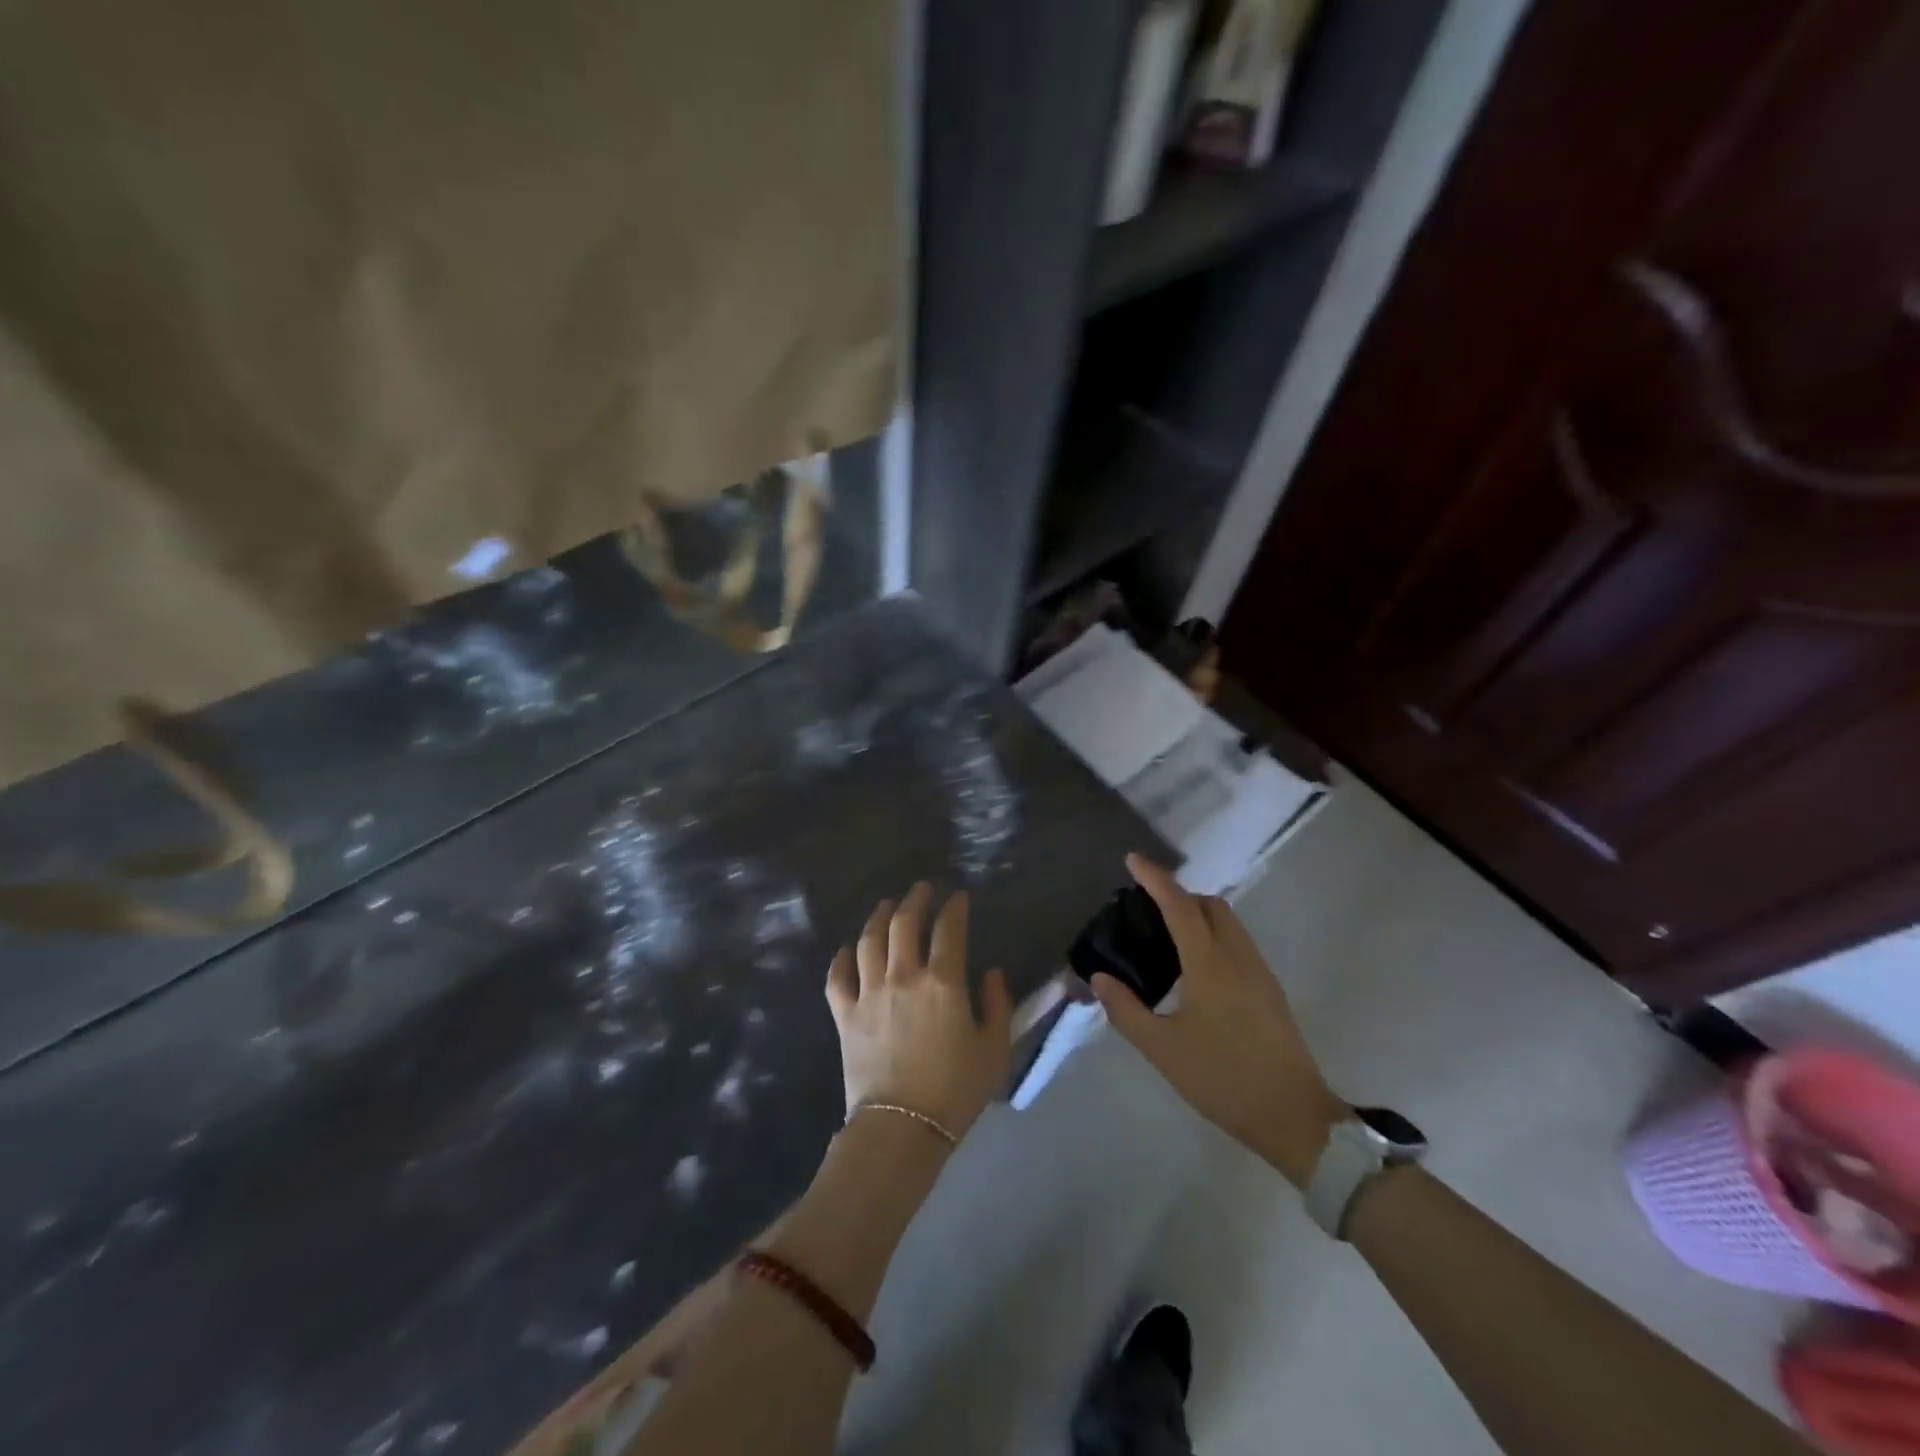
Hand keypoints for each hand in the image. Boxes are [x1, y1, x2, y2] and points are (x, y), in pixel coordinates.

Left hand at [826, 884, 1012, 1140]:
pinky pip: (837, 977)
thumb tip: (992, 973)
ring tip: (887, 906)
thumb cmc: (955, 1090)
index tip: (959, 898)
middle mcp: (903, 977)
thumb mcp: (994, 1049)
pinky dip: (841, 958)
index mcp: (943, 983)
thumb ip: (998, 1005)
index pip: (949, 929)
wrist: (901, 1128)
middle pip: (904, 923)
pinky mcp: (844, 1014)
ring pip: (869, 940)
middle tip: (922, 890)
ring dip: (879, 917)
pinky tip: (847, 949)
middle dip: (915, 900)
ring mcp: (869, 993)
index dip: (955, 908)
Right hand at [1090, 855, 1346, 1185]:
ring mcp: (1260, 973)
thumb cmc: (1223, 1079)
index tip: (1133, 860)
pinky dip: (1213, 935)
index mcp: (1210, 964)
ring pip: (1229, 923)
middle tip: (1147, 909)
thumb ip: (1127, 1010)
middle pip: (1210, 905)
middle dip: (1179, 894)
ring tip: (1166, 936)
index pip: (1179, 906)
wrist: (1295, 1118)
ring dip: (1198, 914)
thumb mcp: (1163, 1050)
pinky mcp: (1270, 991)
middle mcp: (1238, 957)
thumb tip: (1100, 978)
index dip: (1155, 879)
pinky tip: (1195, 968)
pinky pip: (1238, 943)